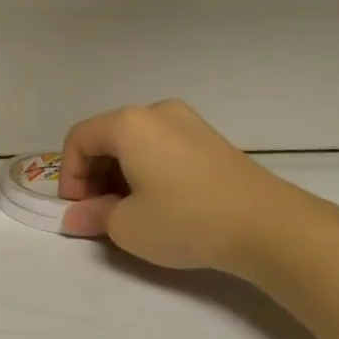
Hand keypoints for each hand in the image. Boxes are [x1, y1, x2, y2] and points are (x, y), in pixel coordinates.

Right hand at [58, 100, 316, 275]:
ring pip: (136, 142)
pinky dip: (148, 168)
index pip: (79, 139)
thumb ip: (94, 216)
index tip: (78, 209)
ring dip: (121, 172)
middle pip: (107, 136)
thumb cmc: (187, 220)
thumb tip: (76, 217)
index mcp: (128, 124)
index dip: (69, 174)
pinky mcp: (211, 139)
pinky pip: (163, 146)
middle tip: (100, 211)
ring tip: (130, 210)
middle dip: (94, 174)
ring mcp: (188, 122)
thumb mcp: (128, 227)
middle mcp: (155, 112)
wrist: (270, 226)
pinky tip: (160, 201)